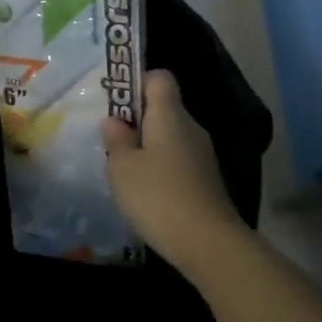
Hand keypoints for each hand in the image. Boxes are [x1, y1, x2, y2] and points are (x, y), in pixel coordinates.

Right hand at [100, 71, 241, 275]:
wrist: (208, 243)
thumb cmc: (158, 196)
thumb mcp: (122, 168)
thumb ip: (116, 139)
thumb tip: (114, 120)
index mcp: (170, 115)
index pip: (160, 78)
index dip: (137, 83)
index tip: (118, 105)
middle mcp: (190, 127)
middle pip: (164, 108)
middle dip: (137, 121)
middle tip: (112, 143)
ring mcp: (202, 154)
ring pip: (170, 137)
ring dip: (147, 148)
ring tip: (125, 173)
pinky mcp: (206, 180)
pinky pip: (178, 160)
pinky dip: (161, 169)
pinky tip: (147, 194)